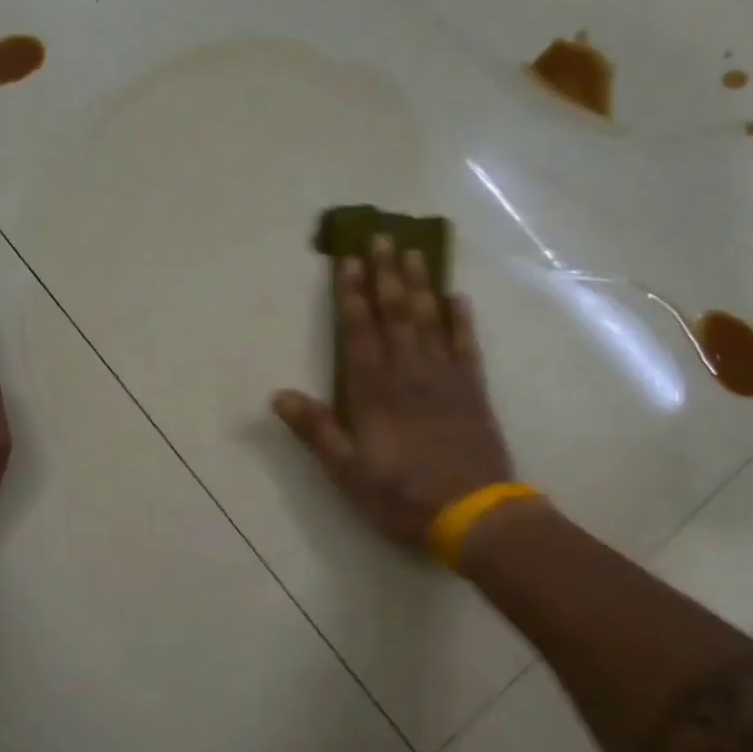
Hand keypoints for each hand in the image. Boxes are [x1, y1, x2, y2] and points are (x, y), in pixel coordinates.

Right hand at [273, 236, 515, 548]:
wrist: (473, 514)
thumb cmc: (402, 496)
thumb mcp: (348, 472)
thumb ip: (317, 430)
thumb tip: (279, 395)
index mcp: (374, 392)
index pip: (359, 332)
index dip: (352, 295)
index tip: (348, 260)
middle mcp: (409, 374)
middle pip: (396, 314)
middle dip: (386, 274)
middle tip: (383, 236)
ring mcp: (445, 379)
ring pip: (430, 320)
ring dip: (420, 285)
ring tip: (414, 252)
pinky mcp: (473, 391)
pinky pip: (466, 345)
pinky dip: (461, 320)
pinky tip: (457, 298)